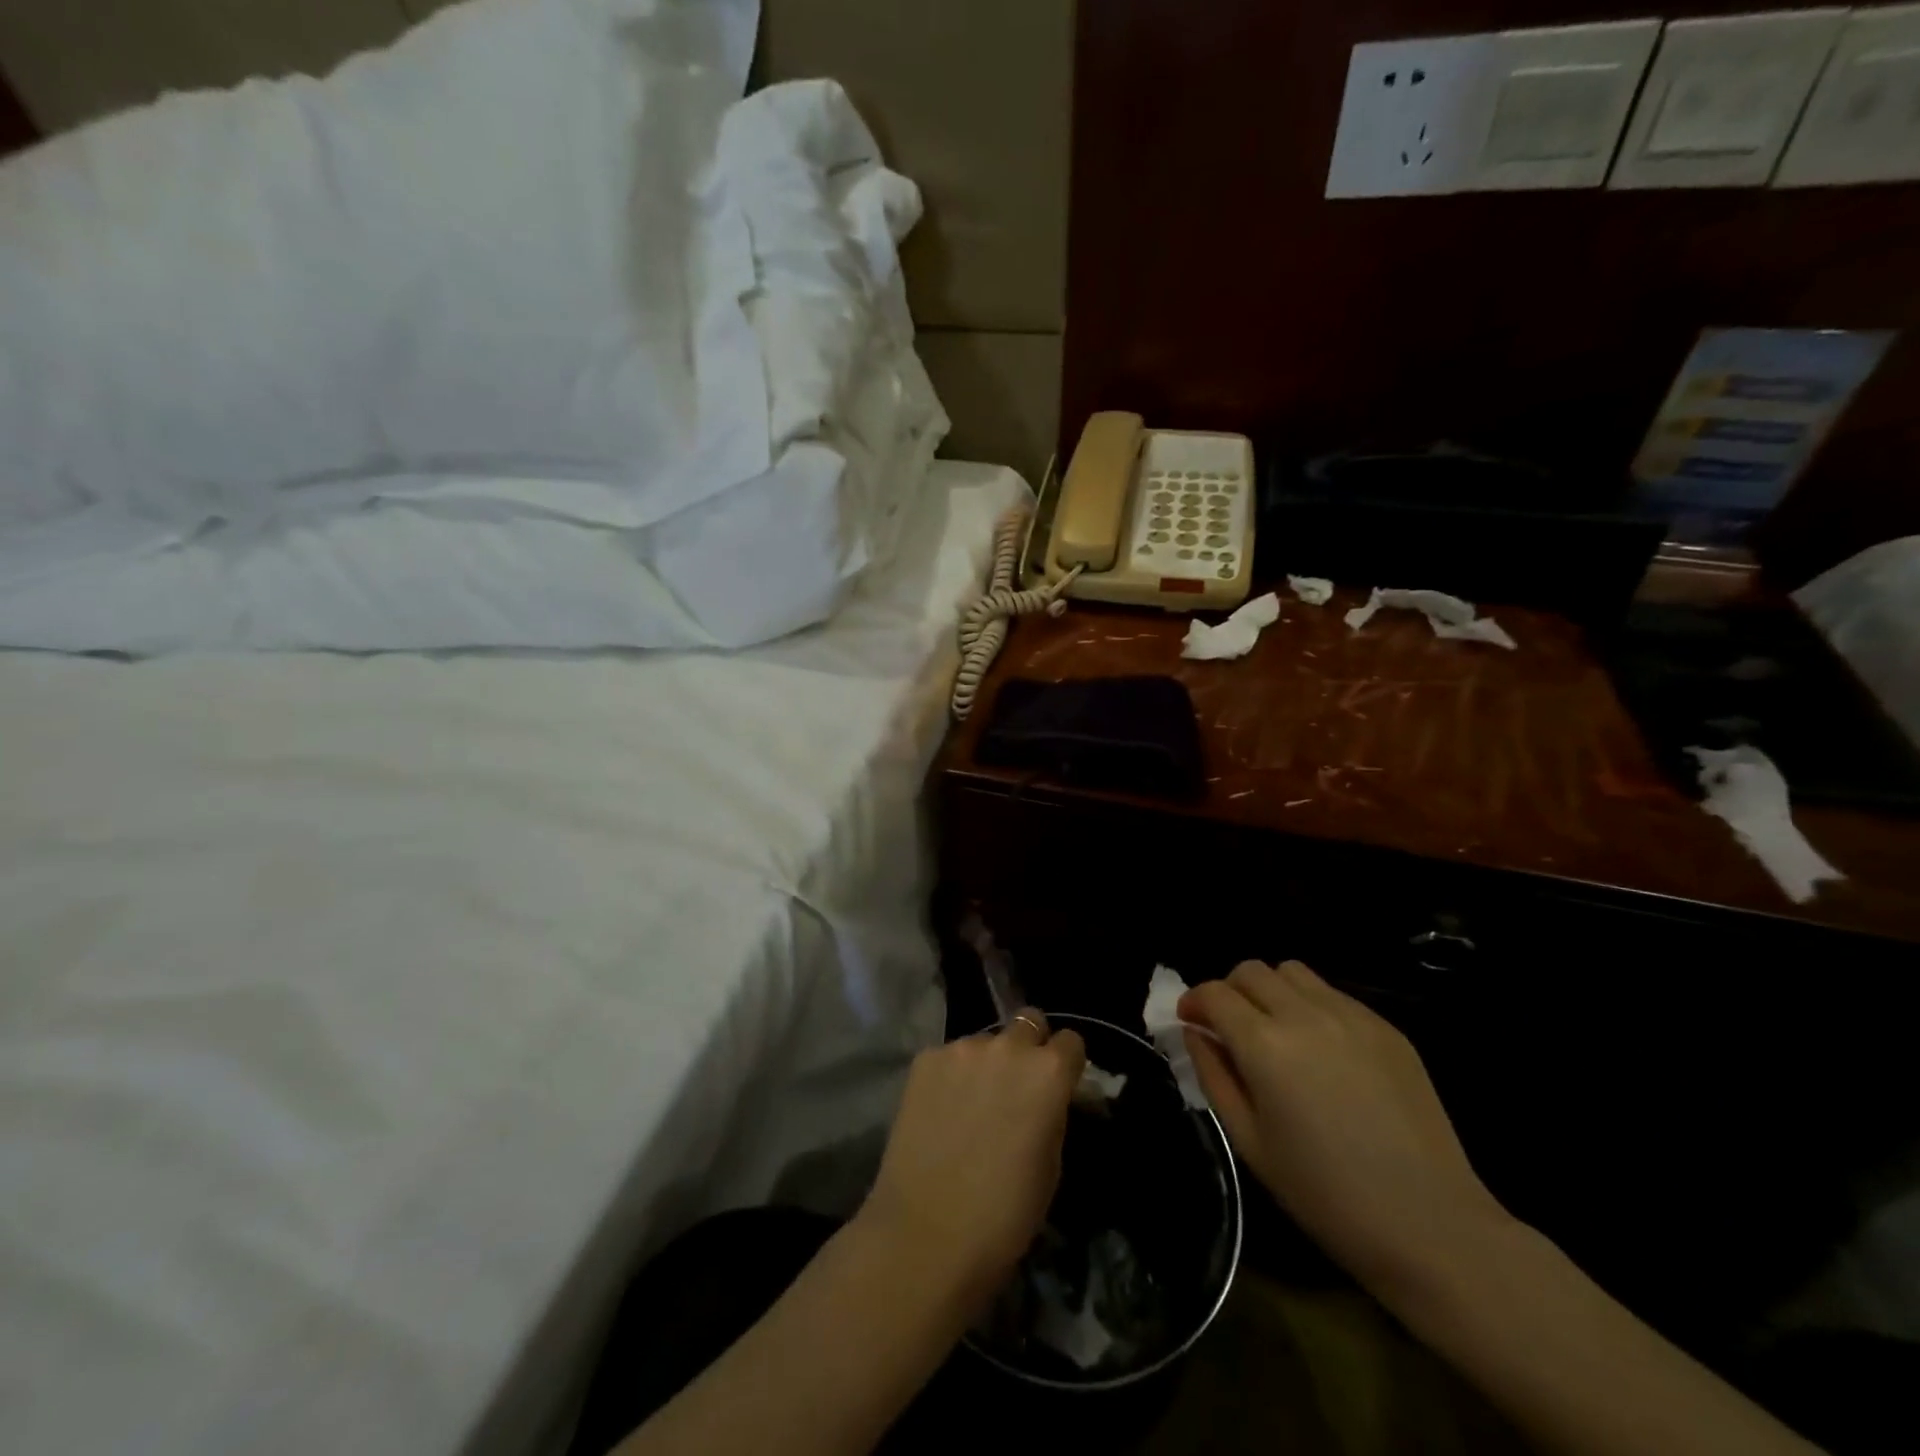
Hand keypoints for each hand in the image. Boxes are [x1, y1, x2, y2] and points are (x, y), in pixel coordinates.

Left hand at [856, 1010, 1086, 1313]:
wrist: (927, 1234)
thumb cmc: (1004, 1215)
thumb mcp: (1051, 1165)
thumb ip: (1052, 1113)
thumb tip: (1047, 1098)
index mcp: (1048, 1073)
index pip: (1071, 1042)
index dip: (1066, 1063)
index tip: (1058, 1085)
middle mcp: (1008, 1047)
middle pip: (1028, 1023)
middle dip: (1028, 1047)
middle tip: (1016, 1085)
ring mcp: (962, 1048)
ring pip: (985, 1041)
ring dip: (987, 1062)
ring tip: (972, 1103)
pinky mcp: (925, 1059)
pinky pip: (950, 1056)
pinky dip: (952, 1074)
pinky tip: (942, 1109)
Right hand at [1180, 961, 1509, 1298]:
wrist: (1432, 1226)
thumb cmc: (1326, 1196)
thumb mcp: (1250, 1142)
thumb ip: (1214, 1075)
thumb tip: (1195, 1033)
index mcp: (1265, 1046)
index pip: (1214, 993)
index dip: (1194, 1002)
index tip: (1190, 1021)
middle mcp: (1305, 1015)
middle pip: (1251, 971)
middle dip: (1229, 991)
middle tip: (1229, 1027)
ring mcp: (1352, 1016)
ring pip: (1292, 972)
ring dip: (1270, 990)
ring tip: (1275, 1031)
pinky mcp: (1386, 1028)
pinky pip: (1333, 994)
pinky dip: (1311, 1005)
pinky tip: (1321, 1050)